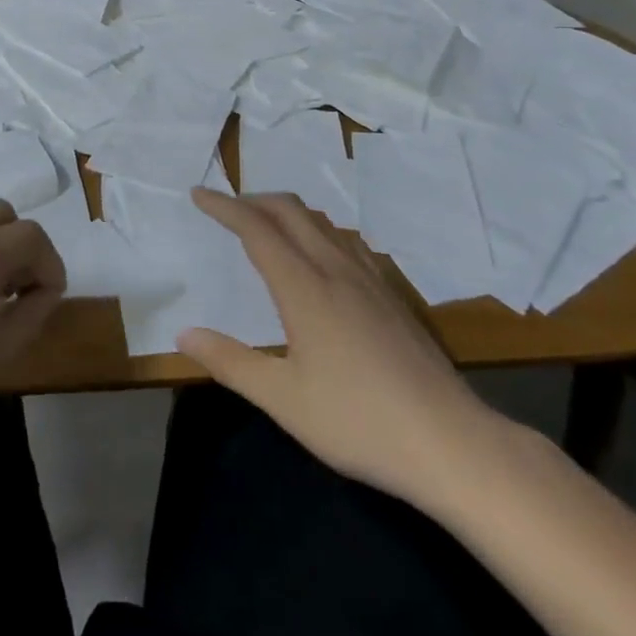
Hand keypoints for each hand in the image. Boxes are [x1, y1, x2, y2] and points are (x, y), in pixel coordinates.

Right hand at [179, 188, 510, 513]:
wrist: (451, 442)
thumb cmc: (358, 421)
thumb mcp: (283, 399)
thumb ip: (230, 362)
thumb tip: (185, 333)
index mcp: (305, 287)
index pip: (256, 229)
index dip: (224, 207)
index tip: (198, 193)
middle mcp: (336, 269)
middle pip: (291, 211)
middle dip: (254, 199)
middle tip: (226, 207)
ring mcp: (370, 279)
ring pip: (322, 222)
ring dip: (287, 212)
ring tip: (267, 224)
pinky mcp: (392, 295)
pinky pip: (347, 241)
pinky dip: (318, 230)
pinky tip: (321, 257)